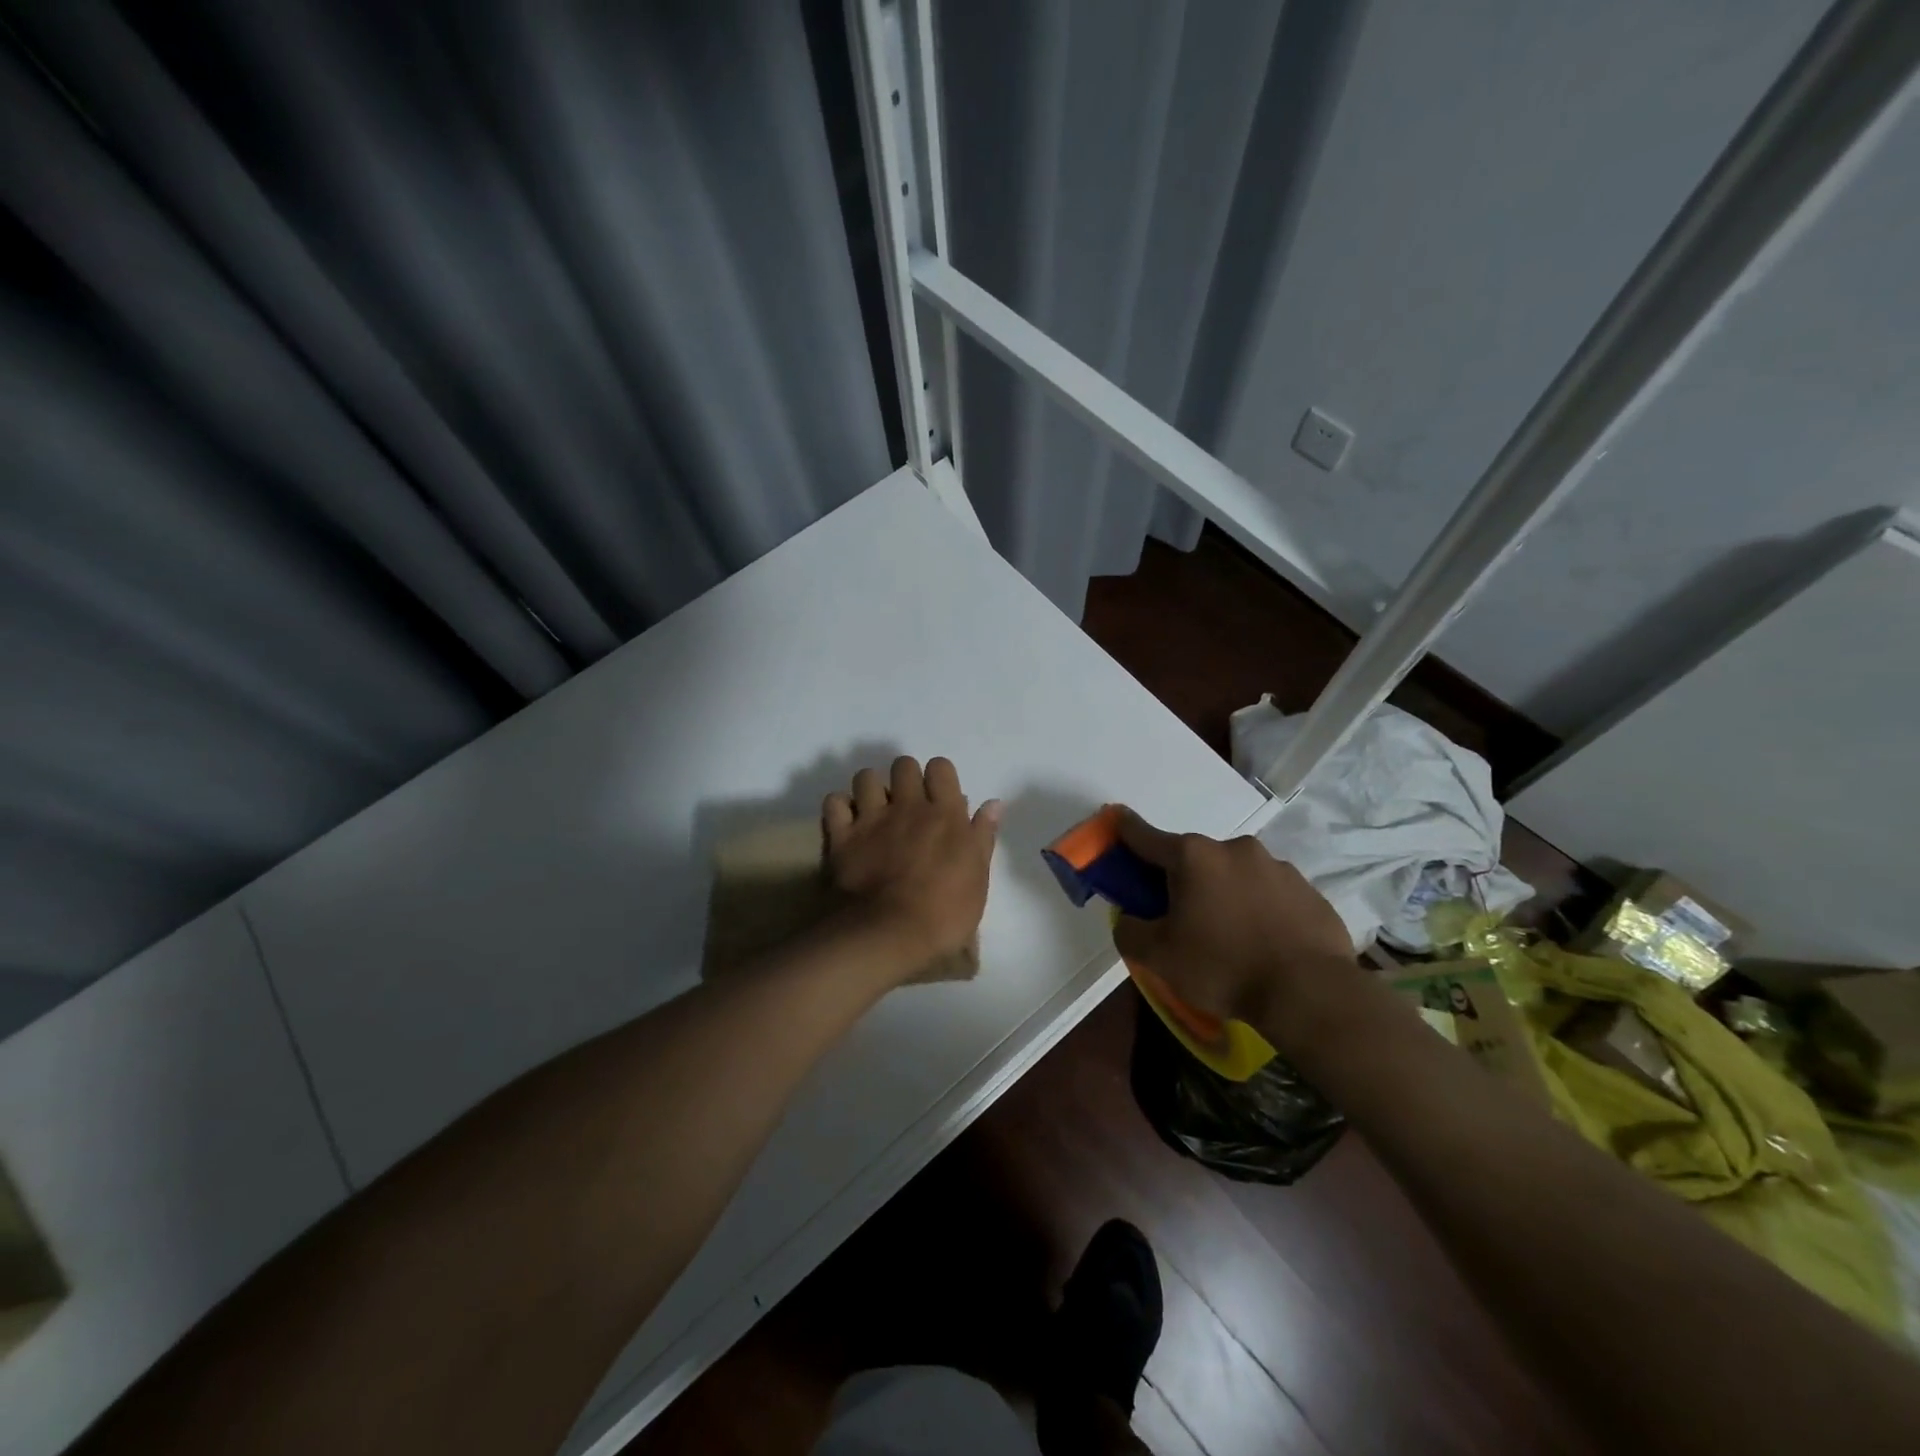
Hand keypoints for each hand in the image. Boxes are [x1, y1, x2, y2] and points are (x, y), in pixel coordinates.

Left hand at [822, 756, 1001, 969]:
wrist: (887, 935)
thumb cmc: (943, 915)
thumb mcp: (977, 880)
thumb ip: (982, 837)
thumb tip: (993, 804)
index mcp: (945, 815)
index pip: (941, 767)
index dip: (939, 778)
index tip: (939, 798)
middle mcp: (908, 806)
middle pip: (903, 765)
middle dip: (905, 778)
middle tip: (908, 805)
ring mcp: (871, 818)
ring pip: (867, 777)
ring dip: (871, 789)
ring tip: (875, 810)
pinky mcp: (841, 836)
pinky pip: (834, 802)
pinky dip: (840, 808)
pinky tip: (847, 822)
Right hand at [1110, 806, 1355, 1032]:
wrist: (1311, 993)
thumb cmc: (1224, 967)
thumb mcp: (1157, 957)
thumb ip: (1129, 931)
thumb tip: (1129, 918)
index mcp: (1193, 857)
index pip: (1144, 835)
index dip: (1124, 829)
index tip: (1115, 821)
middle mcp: (1234, 849)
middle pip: (1193, 858)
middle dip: (1181, 880)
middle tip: (1179, 919)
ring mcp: (1276, 866)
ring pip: (1234, 875)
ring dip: (1223, 894)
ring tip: (1229, 938)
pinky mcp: (1308, 890)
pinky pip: (1269, 894)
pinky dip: (1258, 909)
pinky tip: (1263, 943)